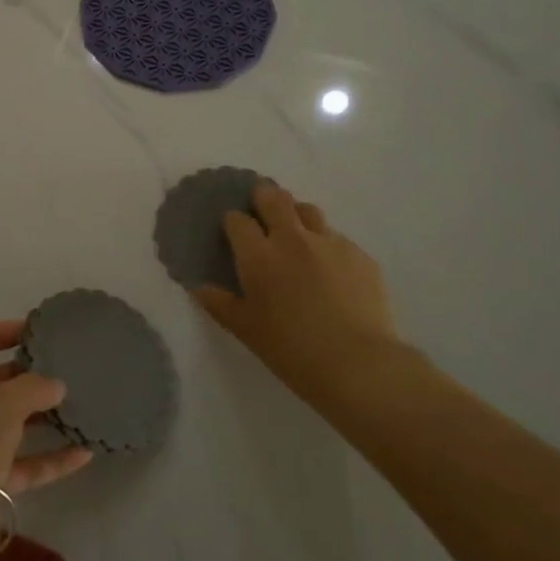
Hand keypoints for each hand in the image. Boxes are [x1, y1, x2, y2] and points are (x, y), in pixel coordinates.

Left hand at [0, 322, 93, 538]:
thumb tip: (56, 386)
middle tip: (59, 368)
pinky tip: (83, 453)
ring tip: (75, 404)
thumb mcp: (3, 403)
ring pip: (7, 425)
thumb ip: (34, 387)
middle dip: (24, 377)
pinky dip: (48, 458)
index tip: (32, 330)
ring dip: (39, 417)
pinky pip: (21, 463)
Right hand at [194, 181, 404, 413]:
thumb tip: (199, 287)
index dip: (232, 221)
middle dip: (263, 197)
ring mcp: (330, 243)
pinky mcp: (360, 255)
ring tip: (294, 232)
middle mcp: (293, 239)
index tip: (232, 230)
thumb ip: (219, 303)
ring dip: (296, 214)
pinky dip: (325, 244)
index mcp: (259, 255)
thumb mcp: (244, 329)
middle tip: (260, 209)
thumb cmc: (290, 348)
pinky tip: (328, 268)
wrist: (358, 363)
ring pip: (309, 211)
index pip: (238, 220)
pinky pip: (337, 238)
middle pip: (274, 199)